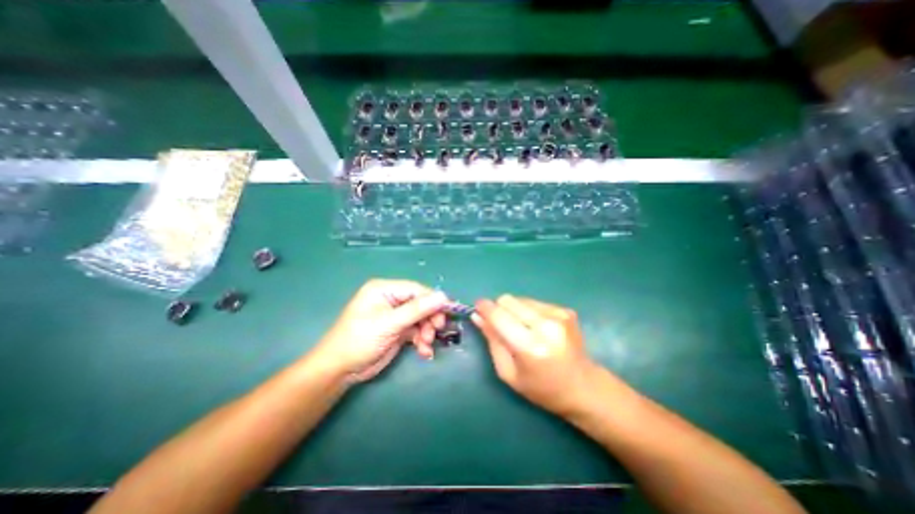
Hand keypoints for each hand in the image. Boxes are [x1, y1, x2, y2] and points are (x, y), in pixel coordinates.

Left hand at [312, 281, 449, 380]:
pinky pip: (416, 330)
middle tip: (436, 331)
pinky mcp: (398, 330)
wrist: (340, 370)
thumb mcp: (389, 324)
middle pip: (420, 304)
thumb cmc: (359, 340)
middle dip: (429, 319)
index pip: (416, 290)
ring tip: (426, 345)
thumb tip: (443, 296)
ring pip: (421, 318)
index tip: (447, 313)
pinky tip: (424, 352)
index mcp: (384, 289)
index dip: (433, 300)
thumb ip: (417, 310)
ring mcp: (395, 315)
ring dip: (427, 332)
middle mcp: (391, 299)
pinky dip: (422, 340)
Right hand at [476, 296, 596, 415]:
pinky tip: (537, 328)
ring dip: (514, 310)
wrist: (584, 387)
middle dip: (499, 309)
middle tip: (501, 324)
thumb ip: (492, 341)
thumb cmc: (541, 388)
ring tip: (522, 329)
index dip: (484, 308)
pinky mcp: (565, 310)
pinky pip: (534, 302)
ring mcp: (558, 315)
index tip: (477, 307)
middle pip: (508, 300)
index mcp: (530, 347)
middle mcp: (546, 325)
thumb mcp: (508, 372)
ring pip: (520, 299)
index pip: (499, 315)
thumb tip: (477, 315)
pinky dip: (528, 311)